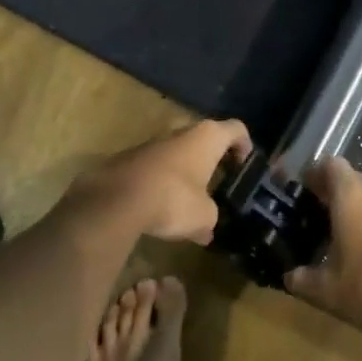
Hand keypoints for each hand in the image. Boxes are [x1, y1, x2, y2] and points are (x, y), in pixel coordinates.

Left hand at [74, 118, 252, 242]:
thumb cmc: (173, 199)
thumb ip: (210, 218)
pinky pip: (155, 167)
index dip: (245, 145)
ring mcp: (152, 142)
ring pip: (178, 153)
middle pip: (205, 139)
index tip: (245, 166)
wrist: (116, 200)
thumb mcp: (204, 216)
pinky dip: (163, 182)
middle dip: (212, 159)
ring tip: (189, 202)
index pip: (237, 129)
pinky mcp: (130, 157)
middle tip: (218, 183)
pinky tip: (161, 208)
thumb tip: (206, 230)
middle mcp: (181, 131)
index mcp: (207, 137)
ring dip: (186, 172)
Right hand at [284, 157, 361, 354]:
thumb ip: (302, 279)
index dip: (312, 174)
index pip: (329, 165)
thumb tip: (289, 276)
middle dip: (330, 194)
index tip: (298, 192)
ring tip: (334, 237)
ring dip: (353, 209)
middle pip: (350, 179)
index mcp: (352, 195)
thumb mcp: (327, 291)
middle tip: (311, 217)